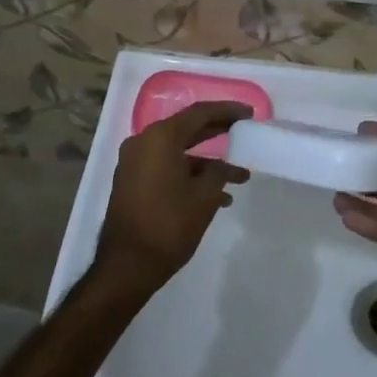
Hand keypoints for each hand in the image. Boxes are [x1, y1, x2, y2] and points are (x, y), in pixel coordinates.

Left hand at [93, 102, 252, 296]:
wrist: (127, 266)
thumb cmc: (169, 225)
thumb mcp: (205, 196)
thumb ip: (219, 172)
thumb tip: (224, 167)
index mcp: (160, 138)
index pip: (199, 113)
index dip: (227, 111)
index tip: (249, 113)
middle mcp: (144, 143)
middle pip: (187, 129)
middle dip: (218, 132)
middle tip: (244, 131)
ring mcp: (135, 163)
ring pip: (179, 152)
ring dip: (208, 163)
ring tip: (239, 177)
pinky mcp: (132, 182)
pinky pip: (167, 167)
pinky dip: (190, 175)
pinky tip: (217, 196)